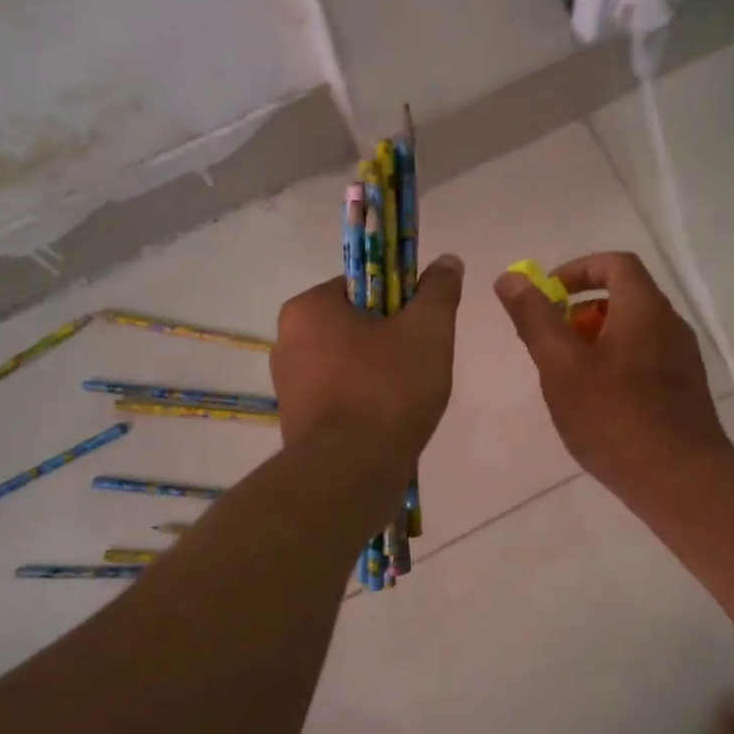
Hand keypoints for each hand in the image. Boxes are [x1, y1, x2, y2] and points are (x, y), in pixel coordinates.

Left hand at [272, 255, 464, 466]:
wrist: (351, 472)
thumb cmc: (387, 390)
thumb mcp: (427, 332)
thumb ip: (439, 291)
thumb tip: (447, 261)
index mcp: (309, 308)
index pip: (362, 285)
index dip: (400, 301)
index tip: (421, 327)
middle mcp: (286, 340)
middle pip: (355, 325)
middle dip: (390, 340)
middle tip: (420, 364)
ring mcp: (288, 384)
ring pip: (348, 362)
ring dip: (379, 373)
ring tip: (407, 398)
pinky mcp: (295, 420)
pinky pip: (339, 395)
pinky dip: (364, 401)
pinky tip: (387, 421)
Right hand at [495, 251, 733, 498]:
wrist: (680, 480)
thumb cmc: (614, 417)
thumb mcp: (561, 365)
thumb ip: (535, 318)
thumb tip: (510, 278)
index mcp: (645, 308)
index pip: (615, 263)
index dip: (576, 270)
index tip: (547, 296)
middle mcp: (671, 325)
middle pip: (624, 298)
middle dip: (580, 313)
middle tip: (551, 345)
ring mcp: (683, 360)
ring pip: (634, 333)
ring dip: (596, 343)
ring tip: (568, 379)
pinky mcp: (686, 391)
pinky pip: (645, 362)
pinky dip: (616, 367)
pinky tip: (598, 407)